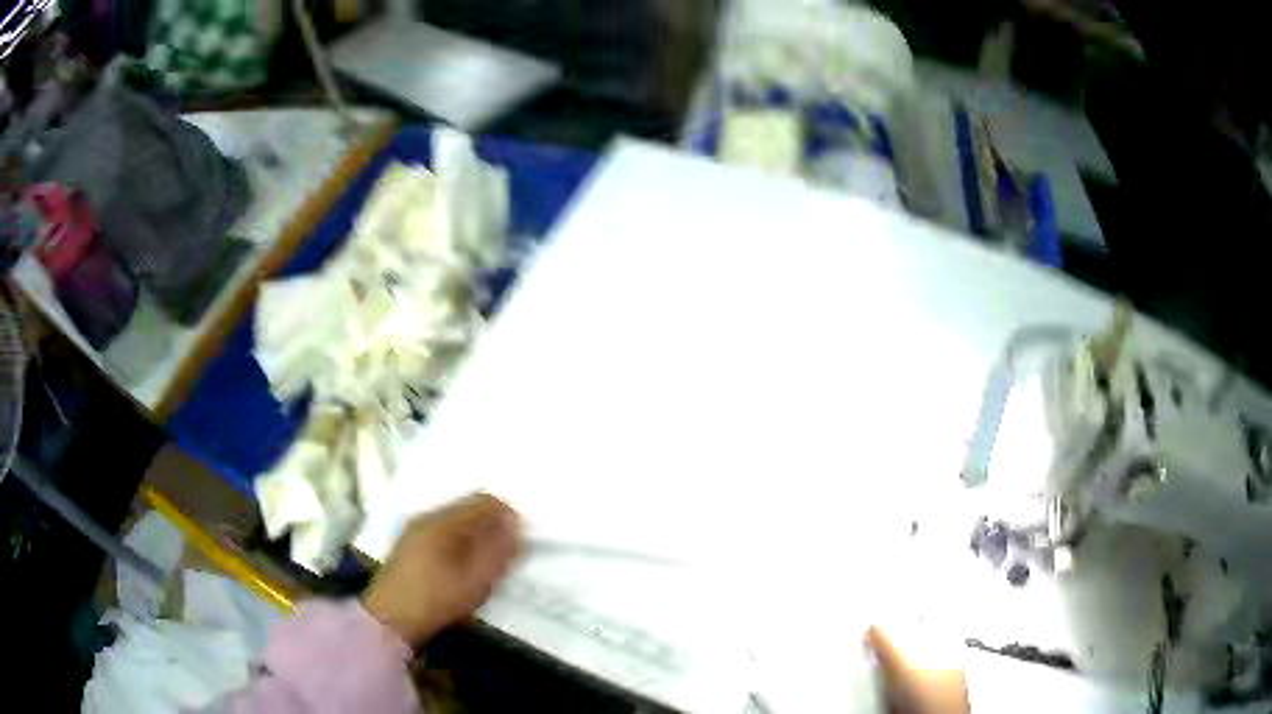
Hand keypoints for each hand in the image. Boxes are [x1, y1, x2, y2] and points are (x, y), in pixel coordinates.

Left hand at [363, 493, 521, 646]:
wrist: (389, 622)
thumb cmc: (436, 599)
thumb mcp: (476, 578)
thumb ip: (498, 549)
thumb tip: (515, 522)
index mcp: (443, 521)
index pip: (485, 501)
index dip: (508, 516)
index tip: (522, 541)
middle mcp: (426, 518)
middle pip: (469, 511)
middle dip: (492, 528)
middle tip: (507, 555)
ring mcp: (414, 533)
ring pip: (456, 524)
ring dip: (476, 538)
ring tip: (488, 566)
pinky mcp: (408, 550)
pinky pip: (443, 536)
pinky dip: (460, 547)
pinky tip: (463, 571)